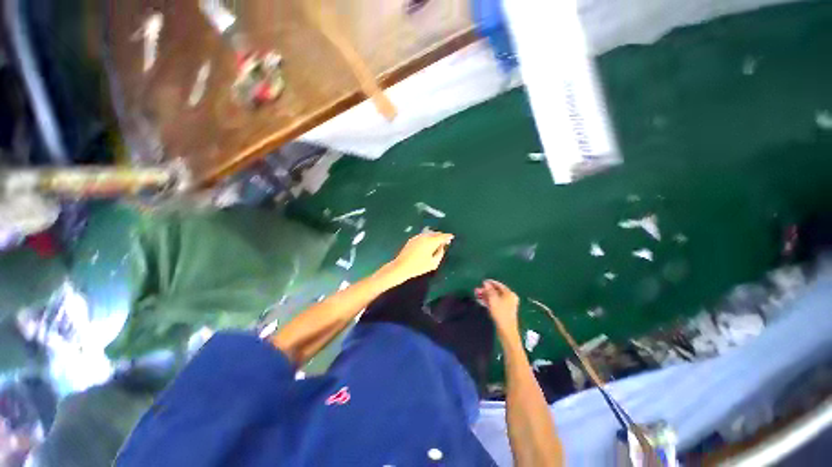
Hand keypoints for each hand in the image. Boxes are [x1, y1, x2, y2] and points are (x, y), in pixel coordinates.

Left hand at [385, 232, 453, 283]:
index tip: (451, 237)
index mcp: (431, 241)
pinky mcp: (412, 239)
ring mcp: (417, 237)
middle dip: (441, 236)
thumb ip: (440, 253)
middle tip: (445, 241)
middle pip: (435, 233)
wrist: (401, 267)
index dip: (448, 236)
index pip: (442, 236)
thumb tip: (442, 247)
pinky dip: (427, 238)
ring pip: (429, 234)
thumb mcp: (433, 263)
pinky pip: (423, 236)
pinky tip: (428, 244)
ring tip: (437, 243)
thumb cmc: (418, 267)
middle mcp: (424, 236)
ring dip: (434, 237)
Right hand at [476, 280, 519, 333]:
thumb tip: (486, 283)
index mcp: (509, 294)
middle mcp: (509, 298)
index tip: (482, 282)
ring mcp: (507, 305)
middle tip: (476, 290)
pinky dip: (488, 301)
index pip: (499, 285)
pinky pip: (495, 303)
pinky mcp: (503, 311)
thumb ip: (489, 290)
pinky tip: (481, 301)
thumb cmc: (500, 313)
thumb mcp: (493, 300)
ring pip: (494, 297)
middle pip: (496, 291)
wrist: (506, 330)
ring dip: (485, 296)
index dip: (490, 283)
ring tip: (476, 295)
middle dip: (486, 290)